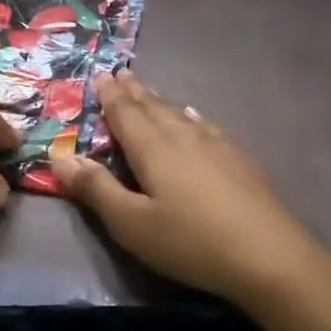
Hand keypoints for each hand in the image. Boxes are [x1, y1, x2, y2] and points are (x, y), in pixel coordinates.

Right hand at [51, 70, 320, 310]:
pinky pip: (205, 126)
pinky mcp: (238, 160)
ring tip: (148, 91)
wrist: (269, 257)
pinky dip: (191, 116)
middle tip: (120, 73)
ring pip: (179, 114)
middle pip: (152, 107)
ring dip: (159, 101)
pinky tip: (194, 117)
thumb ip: (95, 189)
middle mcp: (182, 137)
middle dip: (133, 91)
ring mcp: (215, 146)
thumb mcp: (131, 223)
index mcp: (152, 149)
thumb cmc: (189, 241)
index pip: (125, 114)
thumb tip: (60, 156)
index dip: (110, 95)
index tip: (101, 74)